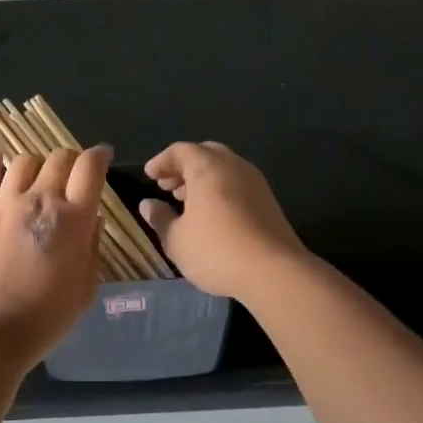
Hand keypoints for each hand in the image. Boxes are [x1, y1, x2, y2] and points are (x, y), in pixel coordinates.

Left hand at [0, 144, 111, 364]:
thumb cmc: (43, 321)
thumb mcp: (84, 290)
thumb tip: (92, 219)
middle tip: (72, 173)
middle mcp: (38, 200)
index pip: (89, 168)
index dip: (98, 156)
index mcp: (72, 219)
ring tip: (38, 176)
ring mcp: (2, 204)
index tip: (102, 156)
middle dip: (71, 160)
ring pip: (23, 161)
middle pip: (58, 158)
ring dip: (37, 164)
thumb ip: (92, 248)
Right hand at [139, 141, 307, 299]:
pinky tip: (212, 214)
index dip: (162, 161)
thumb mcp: (177, 239)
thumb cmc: (216, 250)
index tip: (149, 176)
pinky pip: (238, 183)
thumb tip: (148, 204)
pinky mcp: (269, 201)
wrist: (274, 272)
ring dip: (203, 178)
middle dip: (184, 167)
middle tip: (168, 186)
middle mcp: (233, 166)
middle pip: (205, 153)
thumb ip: (160, 218)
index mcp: (207, 168)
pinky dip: (220, 189)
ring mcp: (255, 182)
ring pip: (224, 168)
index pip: (180, 150)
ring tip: (187, 201)